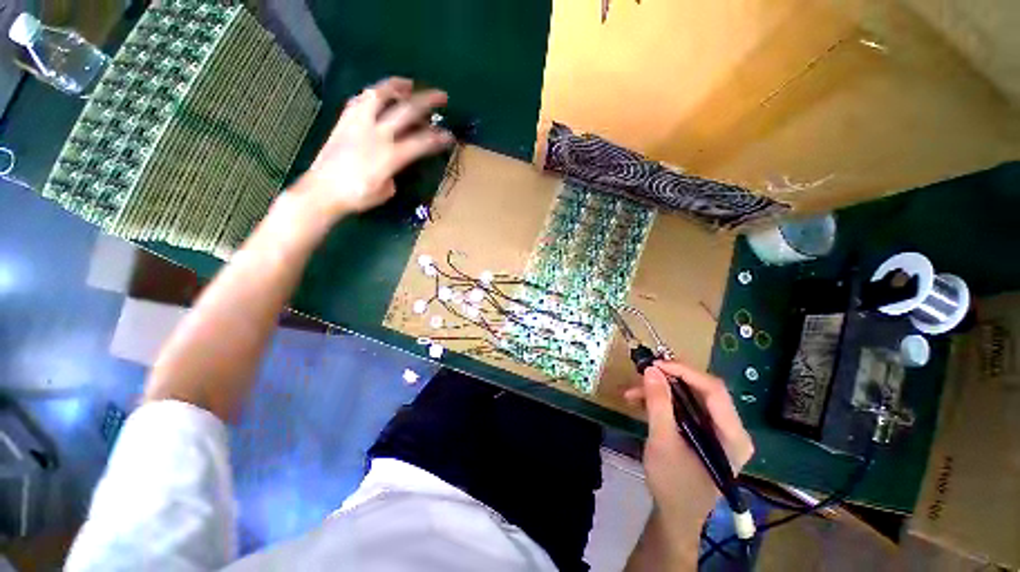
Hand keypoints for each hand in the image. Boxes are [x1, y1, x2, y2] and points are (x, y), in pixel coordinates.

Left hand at [297, 77, 452, 217]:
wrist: (322, 191)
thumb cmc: (357, 197)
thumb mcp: (386, 191)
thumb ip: (395, 174)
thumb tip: (395, 166)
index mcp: (390, 156)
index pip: (422, 142)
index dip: (438, 138)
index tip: (450, 136)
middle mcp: (377, 134)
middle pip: (406, 111)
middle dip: (427, 101)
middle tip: (441, 96)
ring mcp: (358, 125)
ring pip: (378, 95)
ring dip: (396, 86)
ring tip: (407, 83)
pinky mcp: (344, 122)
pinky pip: (358, 101)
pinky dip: (371, 94)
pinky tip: (377, 95)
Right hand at [625, 360, 753, 542]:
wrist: (675, 515)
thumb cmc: (673, 483)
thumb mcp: (663, 441)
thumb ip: (658, 404)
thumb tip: (651, 369)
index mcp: (733, 435)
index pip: (714, 390)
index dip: (684, 372)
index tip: (654, 365)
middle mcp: (731, 428)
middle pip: (702, 390)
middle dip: (668, 380)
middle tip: (642, 375)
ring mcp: (718, 430)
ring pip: (690, 396)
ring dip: (660, 391)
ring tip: (632, 393)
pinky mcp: (704, 432)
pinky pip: (684, 407)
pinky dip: (662, 402)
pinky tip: (640, 403)